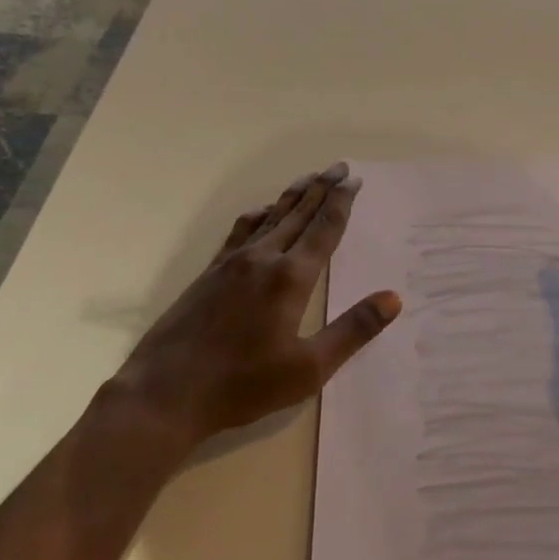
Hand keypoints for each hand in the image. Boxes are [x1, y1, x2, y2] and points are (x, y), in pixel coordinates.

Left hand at [104, 163, 401, 451]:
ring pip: (269, 217)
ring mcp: (232, 263)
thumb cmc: (244, 385)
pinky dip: (258, 214)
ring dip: (292, 196)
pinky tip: (261, 212)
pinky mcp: (210, 273)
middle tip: (339, 166)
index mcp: (291, 278)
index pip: (324, 229)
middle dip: (321, 188)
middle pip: (298, 214)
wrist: (166, 393)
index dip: (341, 203)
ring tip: (308, 179)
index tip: (354, 179)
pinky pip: (241, 231)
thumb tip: (393, 298)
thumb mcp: (309, 368)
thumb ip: (352, 330)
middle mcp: (263, 259)